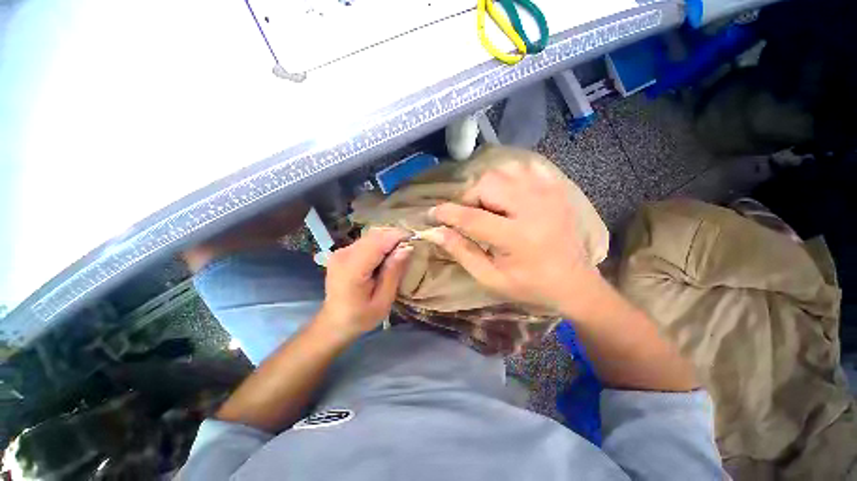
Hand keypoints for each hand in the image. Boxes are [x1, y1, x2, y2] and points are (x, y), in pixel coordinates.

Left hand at [317, 228, 412, 338]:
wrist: (334, 323)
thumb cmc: (360, 317)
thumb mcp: (383, 301)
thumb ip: (393, 273)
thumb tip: (407, 248)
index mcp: (352, 269)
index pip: (379, 242)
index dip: (399, 236)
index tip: (416, 239)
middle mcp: (344, 254)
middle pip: (375, 235)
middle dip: (395, 236)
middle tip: (411, 246)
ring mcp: (341, 251)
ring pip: (371, 235)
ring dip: (389, 238)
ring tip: (402, 249)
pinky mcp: (343, 252)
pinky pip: (366, 241)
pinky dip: (381, 243)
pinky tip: (388, 254)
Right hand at [422, 160, 599, 314]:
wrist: (575, 283)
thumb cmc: (530, 286)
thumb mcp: (490, 278)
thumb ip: (461, 252)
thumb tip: (435, 232)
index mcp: (517, 238)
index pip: (471, 217)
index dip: (446, 213)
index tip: (431, 214)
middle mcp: (534, 208)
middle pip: (487, 184)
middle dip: (469, 198)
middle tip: (469, 215)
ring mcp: (549, 193)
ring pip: (503, 172)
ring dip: (487, 187)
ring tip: (489, 207)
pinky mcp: (557, 188)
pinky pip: (524, 169)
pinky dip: (509, 178)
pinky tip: (509, 196)